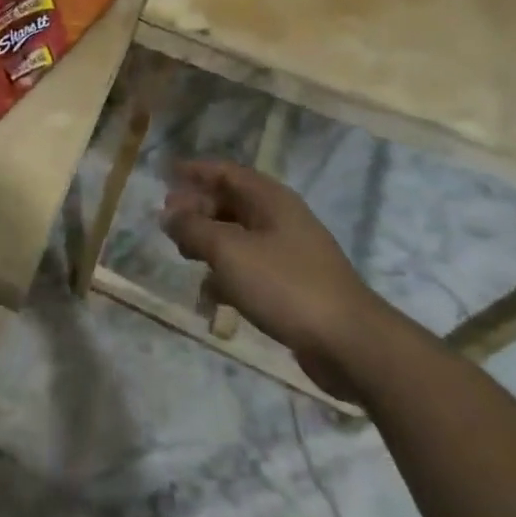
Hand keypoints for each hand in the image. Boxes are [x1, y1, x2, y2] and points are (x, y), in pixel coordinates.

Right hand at [161, 161, 388, 400]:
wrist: (350, 345)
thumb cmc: (285, 285)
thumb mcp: (229, 251)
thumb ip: (193, 228)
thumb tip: (168, 214)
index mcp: (270, 200)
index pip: (226, 172)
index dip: (194, 171)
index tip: (165, 176)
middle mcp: (280, 220)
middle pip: (230, 202)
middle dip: (197, 208)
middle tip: (168, 222)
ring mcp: (288, 255)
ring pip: (238, 237)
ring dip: (209, 242)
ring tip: (182, 254)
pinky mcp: (291, 288)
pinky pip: (250, 270)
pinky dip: (227, 276)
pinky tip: (210, 294)